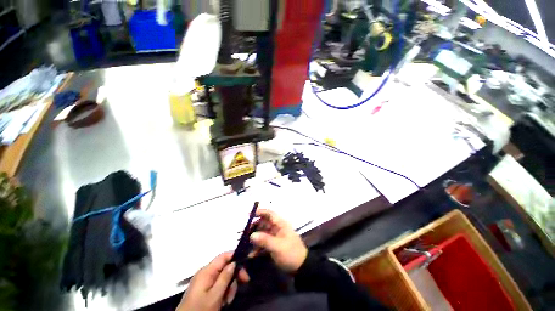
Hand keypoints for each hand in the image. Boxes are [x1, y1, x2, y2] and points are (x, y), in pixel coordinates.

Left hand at [177, 252, 249, 310]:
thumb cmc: (200, 309)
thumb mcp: (215, 296)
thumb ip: (225, 278)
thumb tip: (234, 262)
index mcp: (207, 271)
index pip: (224, 256)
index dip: (236, 258)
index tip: (246, 267)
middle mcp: (205, 272)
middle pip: (225, 266)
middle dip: (234, 276)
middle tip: (242, 285)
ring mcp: (204, 280)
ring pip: (223, 276)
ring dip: (229, 287)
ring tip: (228, 300)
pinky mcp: (204, 288)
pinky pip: (218, 284)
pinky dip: (224, 291)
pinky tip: (224, 301)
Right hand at [250, 209, 307, 272]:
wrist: (301, 267)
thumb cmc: (291, 253)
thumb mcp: (278, 247)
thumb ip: (264, 240)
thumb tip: (251, 235)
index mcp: (280, 224)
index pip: (269, 214)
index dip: (260, 212)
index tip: (249, 215)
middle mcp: (277, 228)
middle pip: (264, 223)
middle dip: (254, 227)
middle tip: (243, 233)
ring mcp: (275, 237)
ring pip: (262, 233)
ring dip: (254, 238)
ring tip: (244, 243)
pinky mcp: (273, 245)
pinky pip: (264, 243)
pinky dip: (258, 247)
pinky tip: (251, 254)